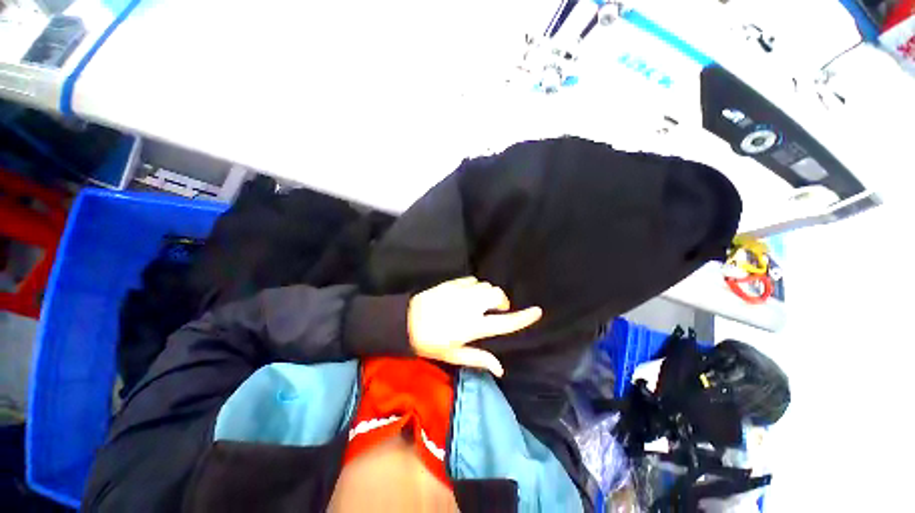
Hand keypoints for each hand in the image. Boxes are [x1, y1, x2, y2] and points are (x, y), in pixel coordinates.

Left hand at [407, 277, 542, 376]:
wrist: (406, 321)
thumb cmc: (430, 342)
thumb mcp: (454, 355)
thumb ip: (479, 359)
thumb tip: (501, 370)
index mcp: (473, 326)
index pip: (505, 322)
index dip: (524, 317)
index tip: (538, 312)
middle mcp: (471, 306)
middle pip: (498, 296)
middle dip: (501, 302)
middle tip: (493, 310)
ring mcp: (462, 292)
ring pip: (486, 286)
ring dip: (487, 294)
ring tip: (479, 303)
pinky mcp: (453, 283)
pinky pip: (473, 280)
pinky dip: (475, 286)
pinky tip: (467, 294)